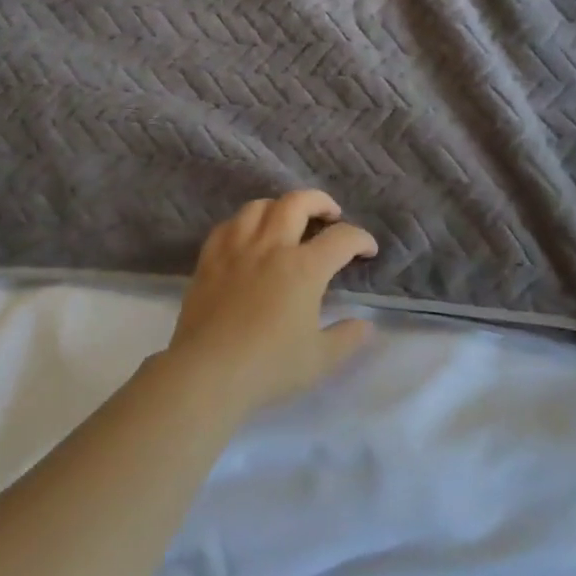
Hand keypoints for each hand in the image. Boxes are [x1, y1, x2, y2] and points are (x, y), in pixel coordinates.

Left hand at [168, 191, 379, 416]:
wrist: (207, 373)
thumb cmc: (269, 367)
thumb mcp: (320, 359)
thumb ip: (347, 338)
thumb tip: (365, 325)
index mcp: (304, 268)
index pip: (342, 238)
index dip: (361, 239)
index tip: (368, 250)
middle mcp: (272, 247)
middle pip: (298, 202)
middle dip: (321, 202)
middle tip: (331, 216)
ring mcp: (236, 249)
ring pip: (259, 206)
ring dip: (280, 207)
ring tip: (288, 221)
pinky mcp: (209, 260)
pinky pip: (227, 226)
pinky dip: (244, 223)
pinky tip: (248, 237)